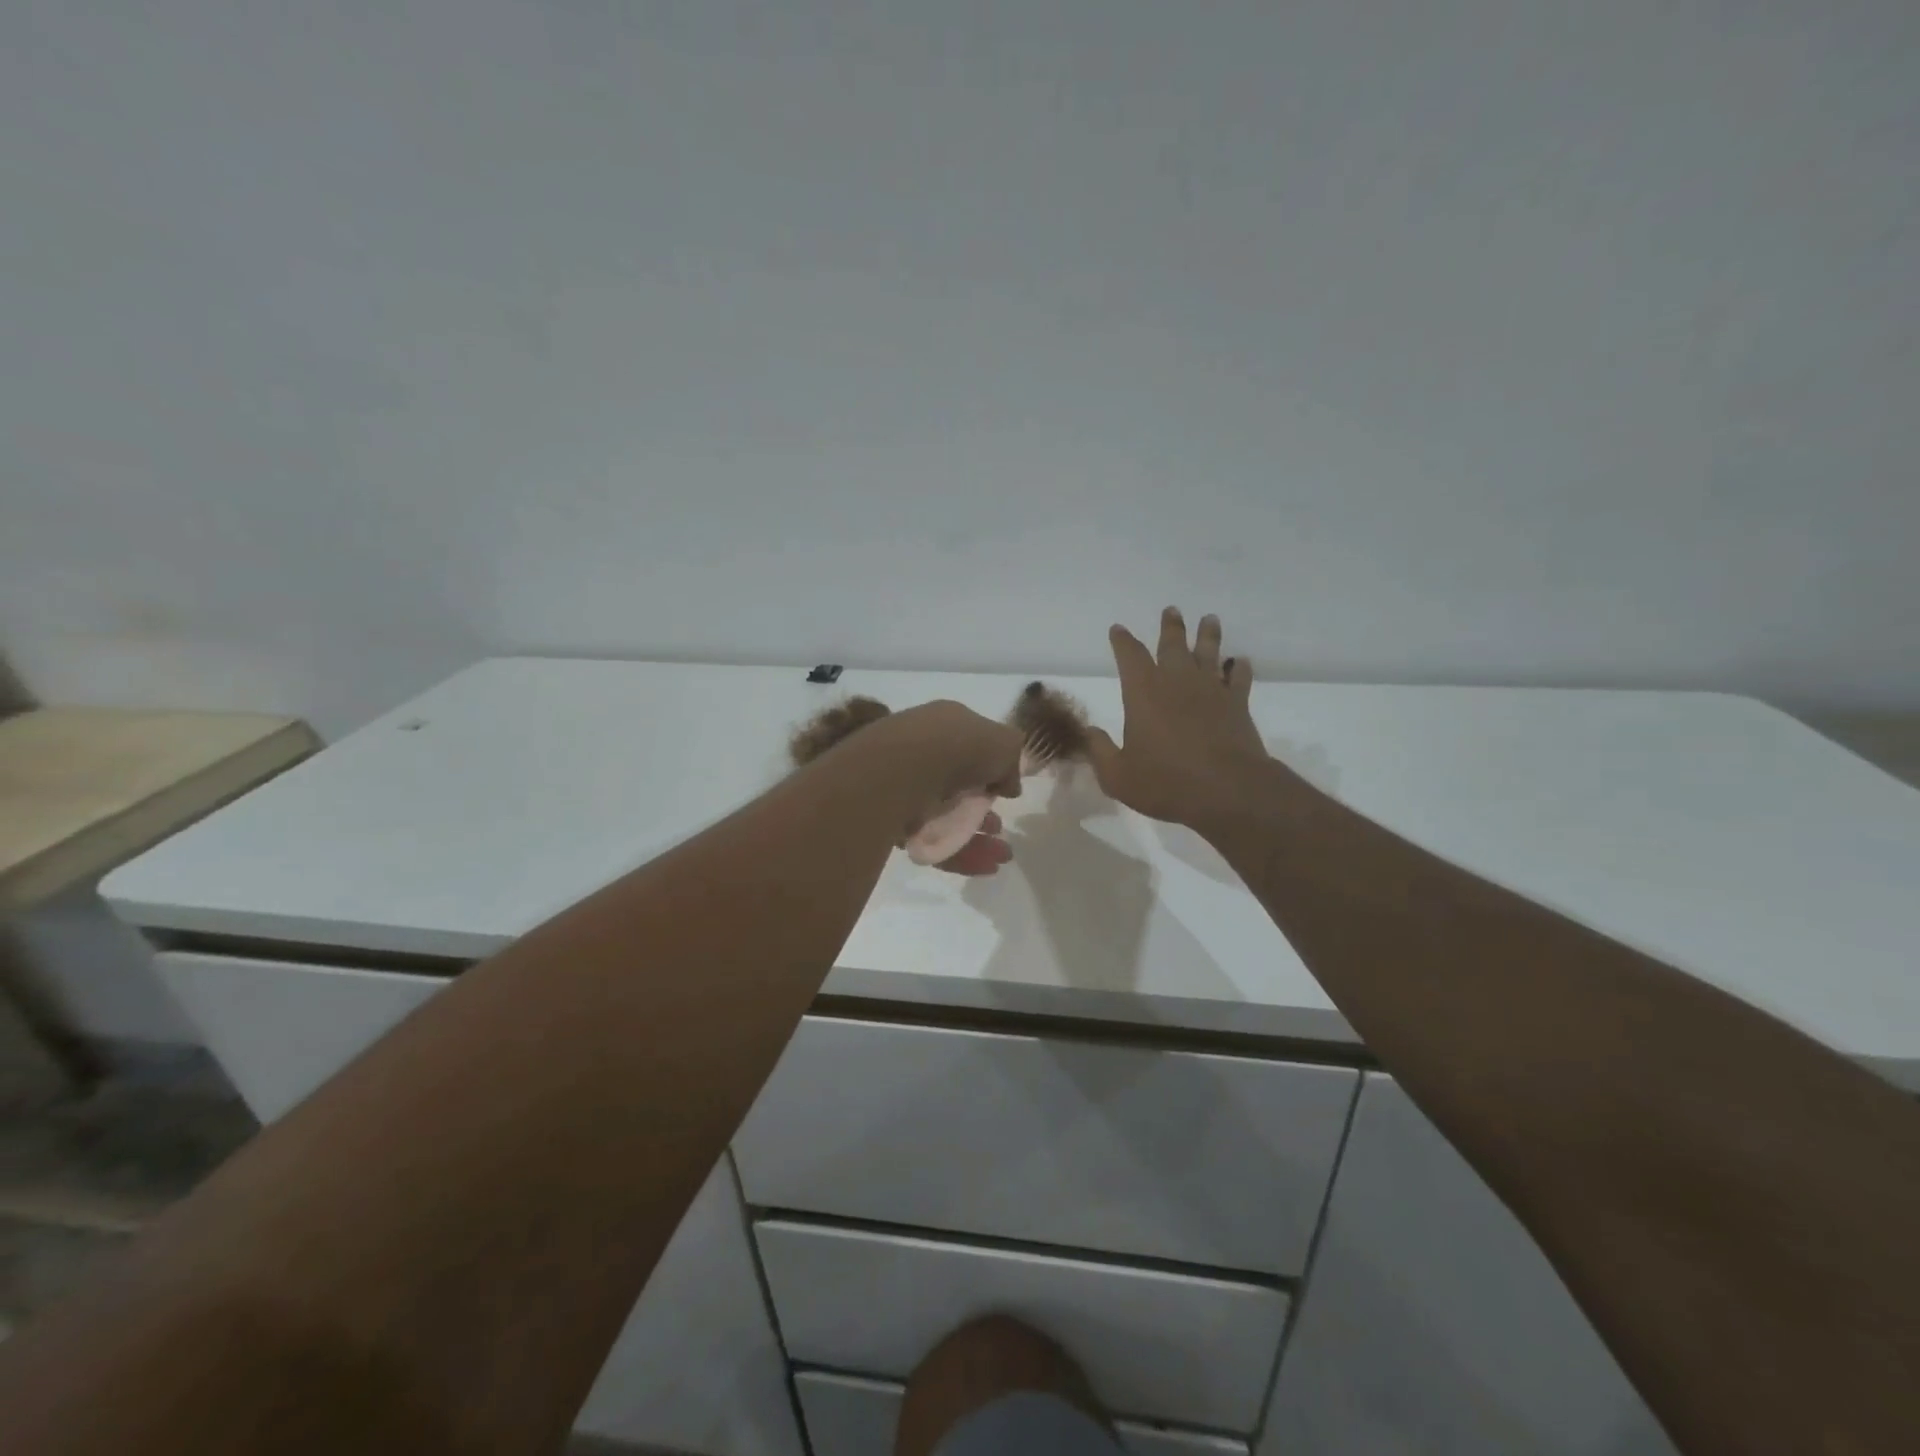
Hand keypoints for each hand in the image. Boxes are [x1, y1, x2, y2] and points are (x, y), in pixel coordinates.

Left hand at [866, 701, 1023, 875]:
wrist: (902, 771)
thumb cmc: (957, 746)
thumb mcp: (1003, 743)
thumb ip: (1012, 761)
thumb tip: (1009, 784)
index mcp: (944, 725)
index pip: (970, 748)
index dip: (991, 771)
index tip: (1006, 793)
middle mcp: (921, 754)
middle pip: (957, 787)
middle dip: (983, 811)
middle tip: (1001, 828)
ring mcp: (904, 789)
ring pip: (946, 818)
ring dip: (978, 838)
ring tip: (1002, 854)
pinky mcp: (894, 823)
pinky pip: (933, 841)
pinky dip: (961, 854)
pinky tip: (987, 866)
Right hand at [1087, 608, 1270, 828]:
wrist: (1226, 790)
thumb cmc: (1165, 781)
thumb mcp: (1118, 775)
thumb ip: (1100, 751)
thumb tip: (1090, 732)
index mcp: (1143, 692)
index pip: (1130, 656)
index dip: (1122, 641)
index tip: (1118, 629)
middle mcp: (1177, 682)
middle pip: (1173, 644)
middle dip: (1170, 627)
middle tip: (1171, 610)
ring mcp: (1211, 690)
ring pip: (1209, 653)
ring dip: (1208, 635)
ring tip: (1209, 619)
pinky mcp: (1237, 705)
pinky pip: (1239, 678)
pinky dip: (1239, 668)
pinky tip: (1240, 662)